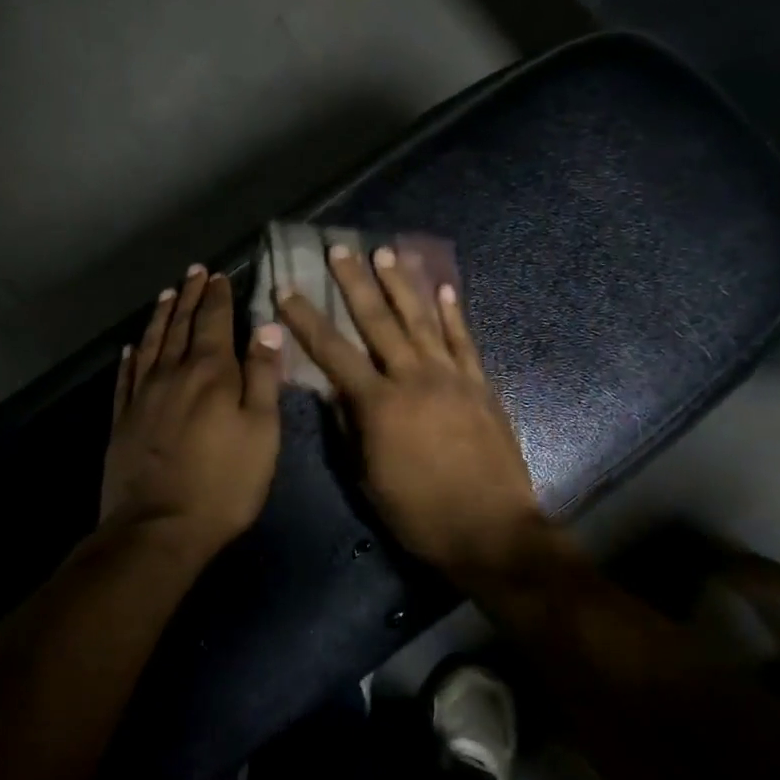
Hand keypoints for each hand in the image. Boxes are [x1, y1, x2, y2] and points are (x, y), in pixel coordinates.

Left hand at [100, 266, 284, 554]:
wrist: (158, 527)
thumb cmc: (224, 483)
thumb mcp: (261, 432)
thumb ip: (263, 377)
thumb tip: (266, 328)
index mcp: (211, 373)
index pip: (214, 322)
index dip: (217, 296)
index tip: (217, 274)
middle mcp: (173, 373)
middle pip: (181, 325)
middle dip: (190, 296)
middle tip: (193, 272)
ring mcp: (142, 396)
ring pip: (151, 343)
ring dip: (161, 317)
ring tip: (167, 294)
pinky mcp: (123, 420)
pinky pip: (125, 377)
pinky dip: (130, 357)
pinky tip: (131, 347)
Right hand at [276, 245, 544, 575]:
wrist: (491, 530)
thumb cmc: (419, 513)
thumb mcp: (367, 478)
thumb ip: (350, 428)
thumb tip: (332, 391)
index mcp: (378, 404)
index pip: (333, 352)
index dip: (307, 319)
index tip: (288, 290)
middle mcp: (413, 378)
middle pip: (378, 321)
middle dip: (355, 283)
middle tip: (340, 249)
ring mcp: (451, 377)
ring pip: (422, 320)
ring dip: (401, 285)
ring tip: (386, 253)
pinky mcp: (480, 385)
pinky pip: (464, 340)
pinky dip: (453, 313)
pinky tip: (444, 288)